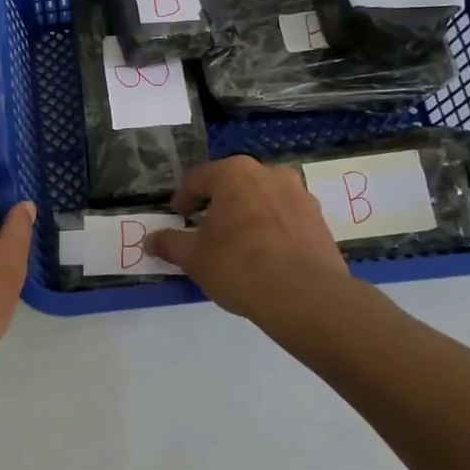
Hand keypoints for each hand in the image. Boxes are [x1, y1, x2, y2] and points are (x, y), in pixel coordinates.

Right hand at [148, 156, 350, 325]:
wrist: (306, 296)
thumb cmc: (240, 266)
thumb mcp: (194, 257)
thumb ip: (170, 243)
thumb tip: (150, 240)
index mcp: (234, 173)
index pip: (197, 179)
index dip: (182, 198)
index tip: (177, 217)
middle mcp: (269, 173)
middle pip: (233, 185)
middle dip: (217, 204)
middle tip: (205, 230)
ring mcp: (299, 194)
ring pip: (262, 199)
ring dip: (247, 215)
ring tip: (237, 244)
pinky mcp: (319, 218)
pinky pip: (285, 217)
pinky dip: (271, 229)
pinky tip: (265, 255)